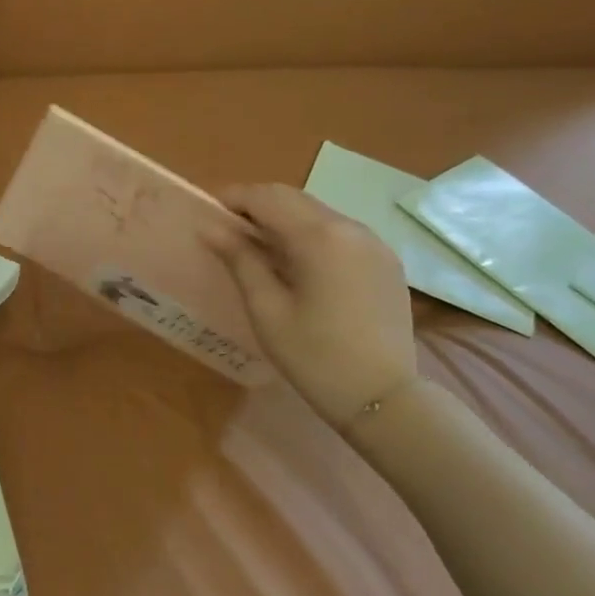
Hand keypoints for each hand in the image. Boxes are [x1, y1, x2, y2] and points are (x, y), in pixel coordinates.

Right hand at [203, 184, 420, 426]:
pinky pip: (340, 233)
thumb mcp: (267, 309)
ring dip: (284, 219)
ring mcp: (374, 243)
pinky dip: (311, 235)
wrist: (384, 398)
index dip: (234, 198)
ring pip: (318, 213)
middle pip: (294, 198)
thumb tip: (211, 228)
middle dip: (257, 206)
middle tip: (228, 230)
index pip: (267, 197)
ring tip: (258, 248)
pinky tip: (297, 264)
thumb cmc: (315, 356)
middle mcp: (351, 228)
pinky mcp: (386, 261)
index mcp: (319, 237)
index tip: (209, 213)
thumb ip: (240, 260)